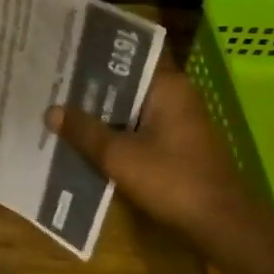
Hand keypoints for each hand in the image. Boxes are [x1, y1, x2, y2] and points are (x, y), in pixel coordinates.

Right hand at [46, 61, 273, 251]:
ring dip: (102, 109)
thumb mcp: (118, 156)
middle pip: (127, 80)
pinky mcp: (176, 144)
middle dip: (92, 83)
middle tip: (53, 79)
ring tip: (61, 105)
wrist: (221, 225)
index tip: (67, 48)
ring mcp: (178, 121)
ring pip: (131, 105)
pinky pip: (138, 127)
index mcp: (167, 85)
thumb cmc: (171, 180)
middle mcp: (176, 95)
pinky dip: (115, 130)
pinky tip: (86, 137)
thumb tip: (51, 110)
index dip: (98, 51)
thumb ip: (84, 131)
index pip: (129, 54)